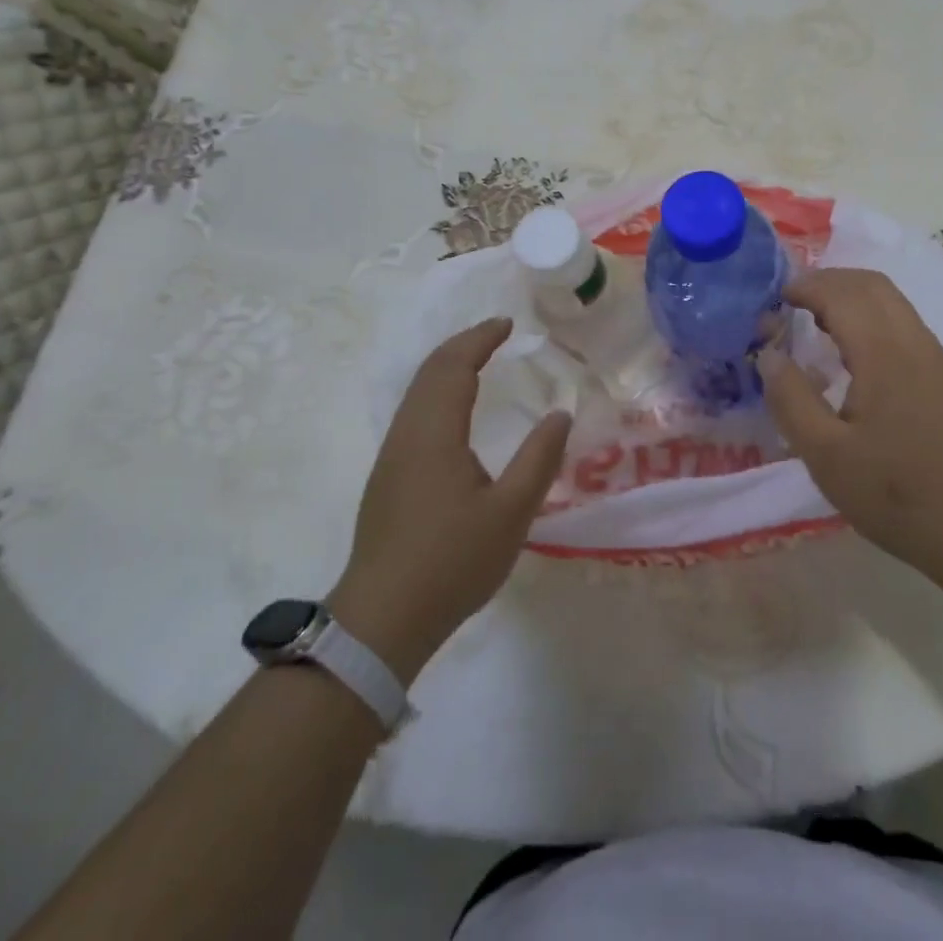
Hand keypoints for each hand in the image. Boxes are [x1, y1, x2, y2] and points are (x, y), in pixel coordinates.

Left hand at [330, 318, 571, 682]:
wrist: (382, 619)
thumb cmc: (452, 562)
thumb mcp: (510, 513)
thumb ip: (539, 459)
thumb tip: (560, 413)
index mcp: (435, 434)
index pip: (455, 367)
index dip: (480, 339)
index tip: (508, 324)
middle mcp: (407, 434)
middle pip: (430, 371)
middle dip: (463, 345)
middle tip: (496, 333)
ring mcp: (391, 456)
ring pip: (416, 392)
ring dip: (447, 367)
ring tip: (478, 361)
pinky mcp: (387, 477)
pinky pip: (412, 412)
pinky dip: (437, 391)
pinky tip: (454, 412)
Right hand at [758, 268, 942, 584]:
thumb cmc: (899, 495)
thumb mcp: (827, 457)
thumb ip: (791, 400)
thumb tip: (769, 355)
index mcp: (884, 354)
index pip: (842, 294)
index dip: (806, 286)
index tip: (774, 297)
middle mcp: (916, 344)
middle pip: (873, 285)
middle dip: (830, 281)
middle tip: (793, 300)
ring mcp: (940, 361)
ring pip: (894, 305)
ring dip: (853, 299)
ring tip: (817, 324)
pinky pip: (906, 328)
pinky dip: (872, 320)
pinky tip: (856, 359)